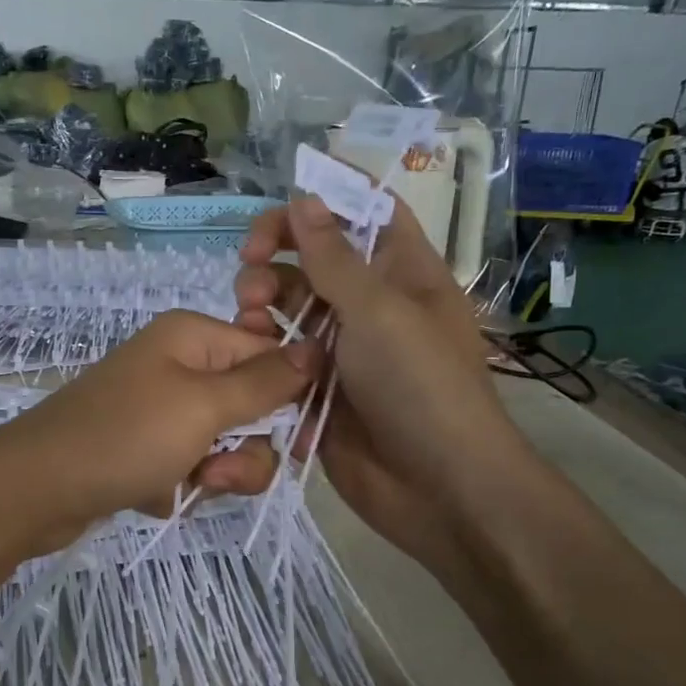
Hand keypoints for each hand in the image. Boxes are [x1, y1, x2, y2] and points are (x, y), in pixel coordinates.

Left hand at [0, 309, 316, 558]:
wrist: (33, 489)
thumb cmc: (124, 437)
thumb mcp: (203, 406)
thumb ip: (264, 382)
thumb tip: (319, 347)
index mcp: (193, 337)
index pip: (271, 356)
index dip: (291, 399)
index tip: (299, 443)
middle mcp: (179, 366)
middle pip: (250, 407)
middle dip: (243, 449)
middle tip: (216, 470)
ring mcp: (159, 409)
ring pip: (223, 444)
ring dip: (214, 473)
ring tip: (181, 486)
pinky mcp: (145, 448)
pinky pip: (190, 466)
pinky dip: (181, 486)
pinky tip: (151, 495)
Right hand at [235, 196, 538, 577]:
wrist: (437, 488)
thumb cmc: (420, 386)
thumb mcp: (379, 311)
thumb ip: (334, 257)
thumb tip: (304, 197)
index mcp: (402, 273)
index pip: (365, 213)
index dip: (327, 198)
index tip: (279, 205)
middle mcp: (371, 305)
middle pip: (315, 258)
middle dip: (276, 256)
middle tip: (249, 268)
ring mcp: (343, 349)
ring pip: (290, 307)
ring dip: (263, 303)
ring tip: (248, 319)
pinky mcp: (318, 389)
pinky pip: (282, 356)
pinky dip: (263, 350)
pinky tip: (250, 354)